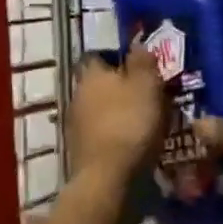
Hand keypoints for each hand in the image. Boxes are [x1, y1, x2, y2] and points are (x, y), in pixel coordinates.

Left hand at [67, 39, 166, 183]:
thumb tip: (137, 43)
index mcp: (91, 73)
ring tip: (144, 123)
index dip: (118, 59)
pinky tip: (133, 145)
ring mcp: (76, 124)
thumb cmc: (130, 123)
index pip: (99, 55)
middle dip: (120, 89)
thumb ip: (142, 60)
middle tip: (146, 96)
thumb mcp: (146, 85)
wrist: (108, 179)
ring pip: (100, 110)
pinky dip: (115, 137)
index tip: (139, 68)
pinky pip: (101, 135)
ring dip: (118, 114)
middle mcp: (77, 94)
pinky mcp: (80, 151)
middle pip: (100, 84)